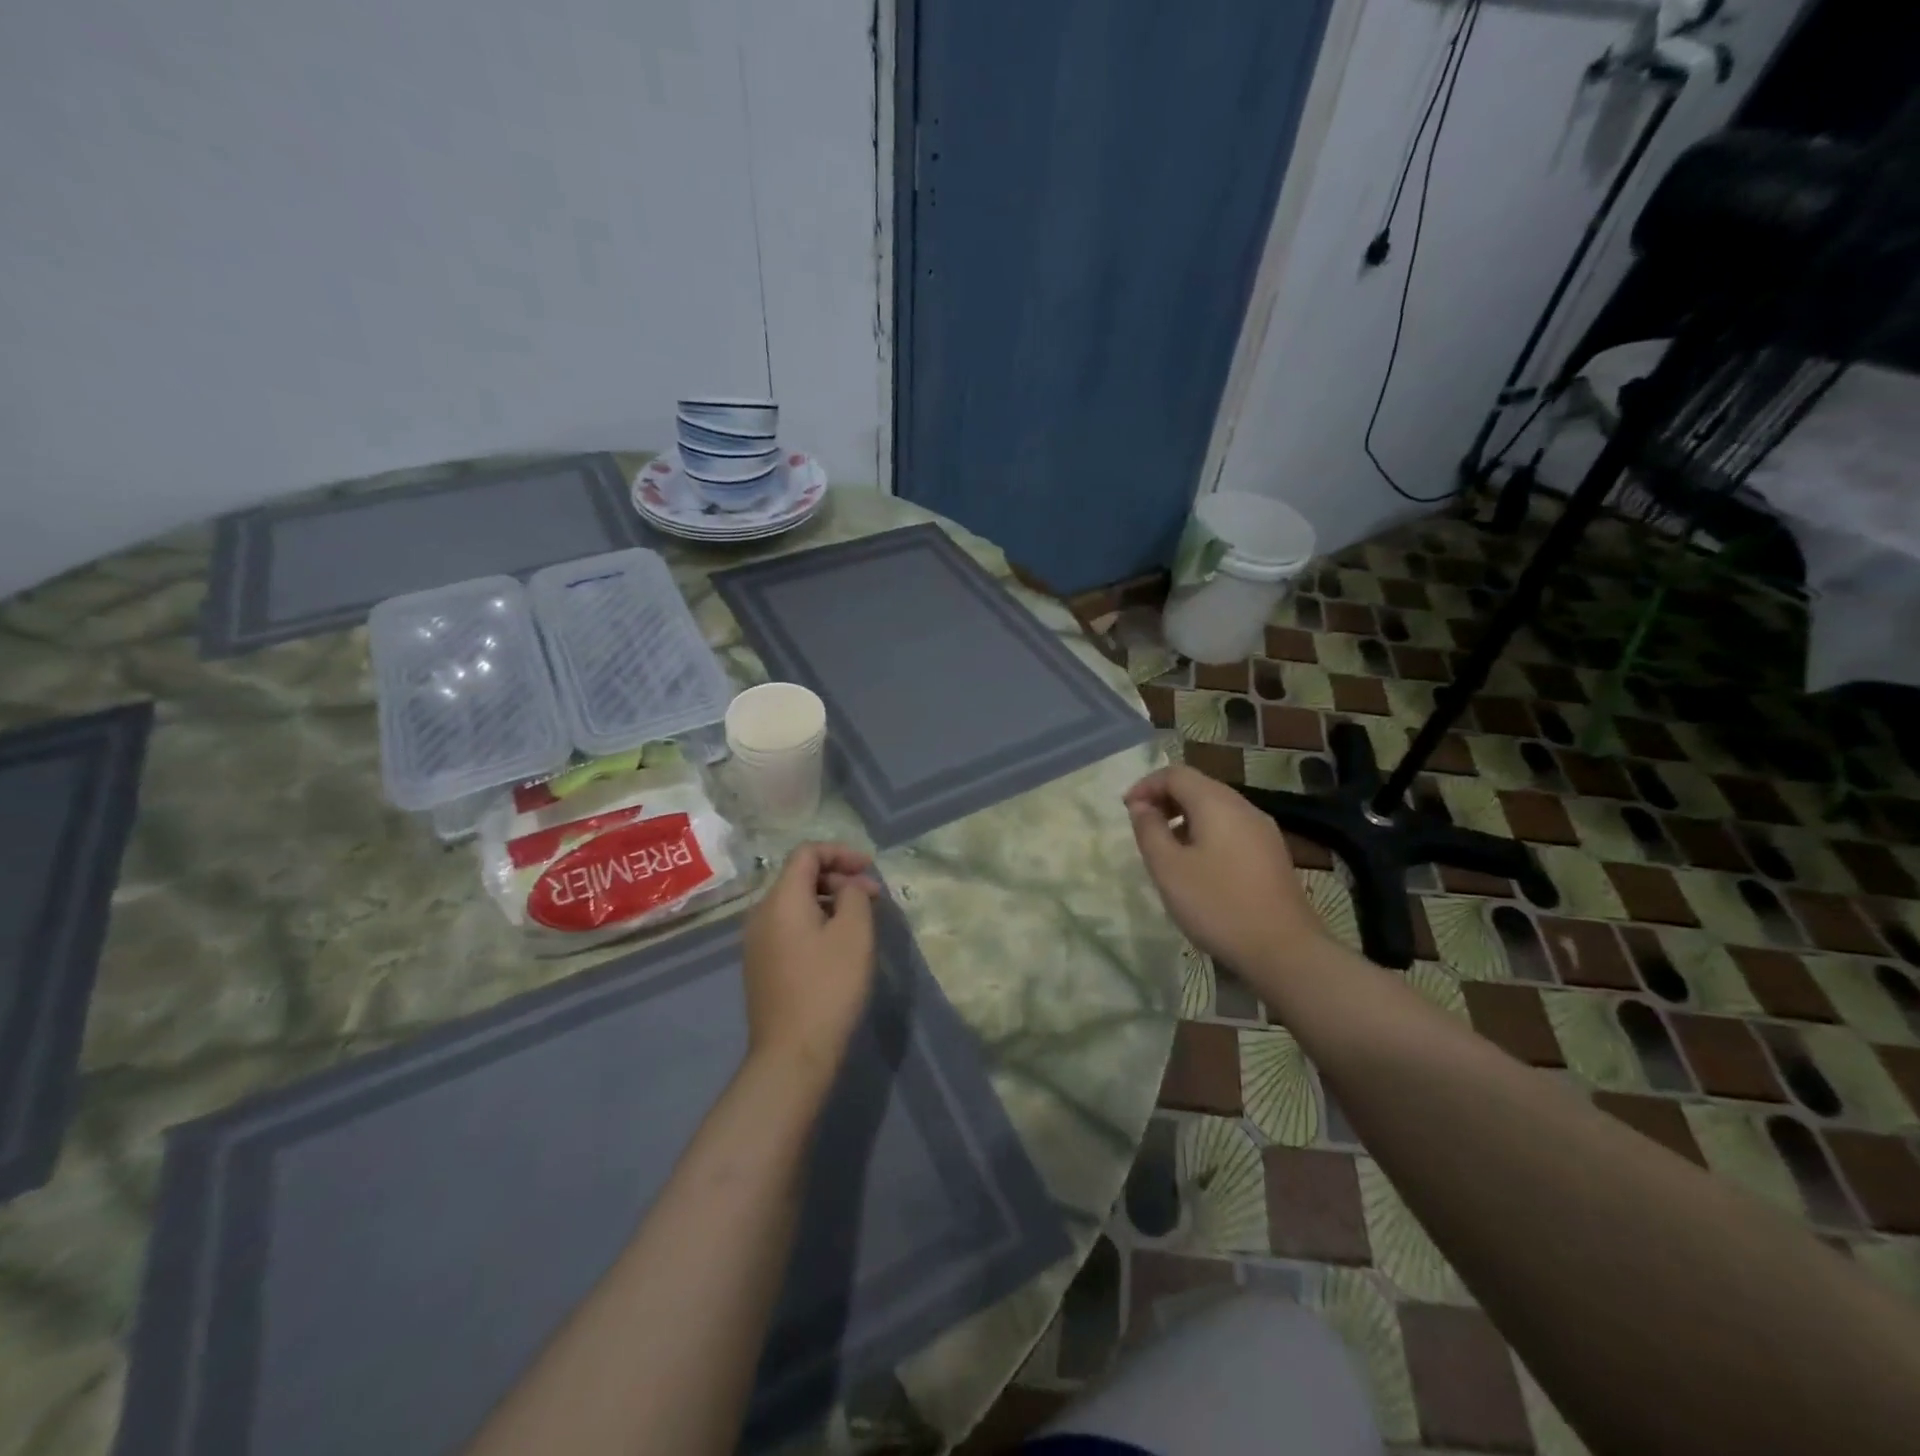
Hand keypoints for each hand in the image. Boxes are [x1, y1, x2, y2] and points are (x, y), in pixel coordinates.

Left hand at [742, 843, 880, 1086]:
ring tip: (860, 918)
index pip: (806, 853)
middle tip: (872, 896)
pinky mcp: (761, 965)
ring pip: (795, 903)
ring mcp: (757, 941)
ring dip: (829, 900)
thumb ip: (854, 896)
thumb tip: (848, 887)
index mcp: (781, 900)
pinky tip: (838, 943)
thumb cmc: (828, 987)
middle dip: (838, 877)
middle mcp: (761, 914)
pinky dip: (816, 921)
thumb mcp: (854, 933)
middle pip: (799, 876)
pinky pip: (789, 926)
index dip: (841, 852)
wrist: (792, 1054)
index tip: (870, 868)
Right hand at [1124, 765, 1326, 978]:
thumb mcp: (1168, 868)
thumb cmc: (1217, 905)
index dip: (1146, 785)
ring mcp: (1263, 830)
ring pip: (1216, 807)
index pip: (1176, 774)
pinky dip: (1206, 832)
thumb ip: (1149, 830)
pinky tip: (1197, 864)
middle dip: (1165, 799)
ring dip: (1185, 817)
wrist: (1284, 949)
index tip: (1126, 810)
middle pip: (1198, 786)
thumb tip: (1141, 806)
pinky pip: (1231, 828)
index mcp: (1217, 803)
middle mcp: (1244, 807)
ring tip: (1165, 847)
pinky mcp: (1271, 853)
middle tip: (1142, 826)